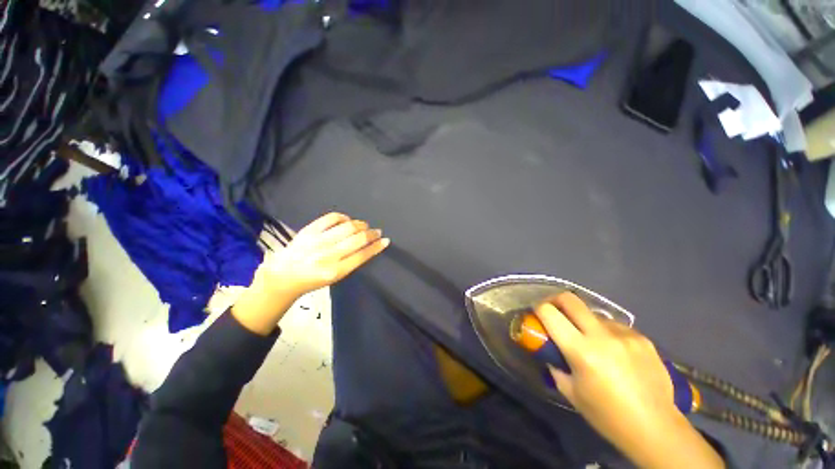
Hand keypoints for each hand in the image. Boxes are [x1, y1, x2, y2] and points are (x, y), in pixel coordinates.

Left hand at [232, 213, 388, 334]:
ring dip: (361, 225)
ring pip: (348, 227)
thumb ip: (352, 262)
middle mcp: (328, 255)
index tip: (385, 240)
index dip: (377, 246)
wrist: (283, 276)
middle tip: (376, 232)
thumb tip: (368, 246)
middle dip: (372, 234)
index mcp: (336, 271)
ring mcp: (317, 241)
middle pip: (358, 239)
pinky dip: (343, 217)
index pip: (363, 255)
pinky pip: (332, 218)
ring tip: (364, 226)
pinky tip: (347, 221)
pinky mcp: (309, 231)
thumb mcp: (335, 278)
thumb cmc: (312, 280)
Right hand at [535, 293, 723, 468]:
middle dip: (556, 300)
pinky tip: (616, 352)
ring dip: (585, 322)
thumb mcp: (571, 392)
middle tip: (555, 311)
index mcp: (581, 351)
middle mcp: (602, 336)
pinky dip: (607, 333)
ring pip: (594, 314)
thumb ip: (555, 365)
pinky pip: (616, 326)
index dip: (538, 308)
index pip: (549, 313)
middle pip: (571, 300)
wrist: (656, 427)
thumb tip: (550, 350)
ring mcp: (626, 335)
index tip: (536, 313)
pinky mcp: (643, 338)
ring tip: (593, 342)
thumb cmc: (607, 415)